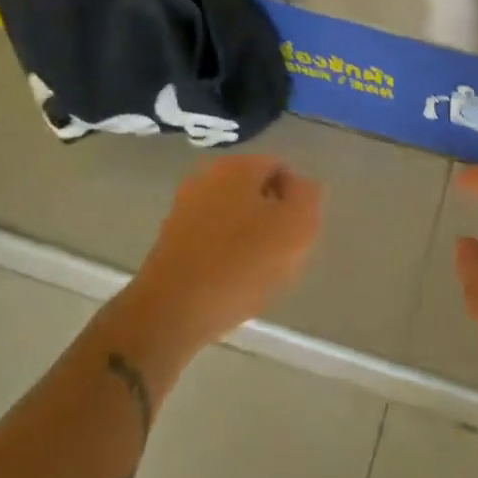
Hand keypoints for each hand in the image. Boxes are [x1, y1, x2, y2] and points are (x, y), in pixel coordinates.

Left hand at [129, 155, 322, 347]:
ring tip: (256, 273)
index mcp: (238, 166)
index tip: (296, 232)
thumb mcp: (296, 227)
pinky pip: (211, 238)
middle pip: (255, 191)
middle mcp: (207, 176)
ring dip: (249, 238)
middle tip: (281, 254)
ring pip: (233, 215)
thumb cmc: (242, 264)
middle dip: (271, 218)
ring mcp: (184, 207)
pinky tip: (229, 282)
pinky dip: (225, 254)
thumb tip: (300, 185)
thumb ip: (307, 196)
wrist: (172, 311)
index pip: (281, 168)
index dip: (296, 200)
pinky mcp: (170, 238)